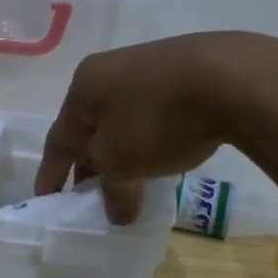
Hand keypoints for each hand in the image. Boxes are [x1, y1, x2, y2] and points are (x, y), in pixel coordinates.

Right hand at [34, 33, 275, 222]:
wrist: (230, 78)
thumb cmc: (157, 118)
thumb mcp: (121, 161)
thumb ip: (111, 188)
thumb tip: (116, 211)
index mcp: (84, 85)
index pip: (59, 138)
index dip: (52, 174)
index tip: (47, 201)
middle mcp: (111, 70)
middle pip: (92, 127)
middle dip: (91, 164)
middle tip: (94, 198)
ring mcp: (150, 67)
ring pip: (125, 119)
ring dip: (124, 153)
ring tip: (132, 182)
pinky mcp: (186, 71)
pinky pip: (155, 112)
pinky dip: (152, 138)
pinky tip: (166, 155)